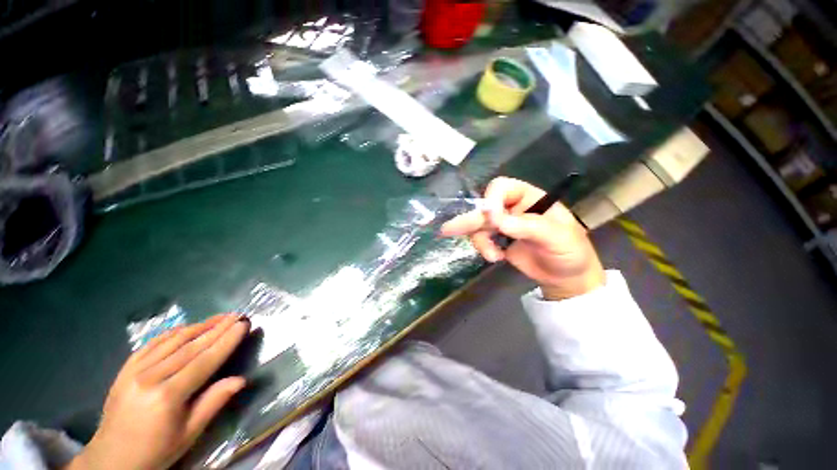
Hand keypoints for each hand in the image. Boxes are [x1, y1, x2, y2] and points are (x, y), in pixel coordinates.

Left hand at [66, 315, 249, 469]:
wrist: (112, 457)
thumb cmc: (157, 449)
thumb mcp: (189, 434)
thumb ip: (213, 403)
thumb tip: (241, 380)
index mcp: (167, 396)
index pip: (204, 361)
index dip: (226, 341)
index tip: (243, 324)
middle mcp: (150, 378)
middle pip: (190, 347)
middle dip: (217, 328)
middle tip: (237, 314)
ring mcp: (134, 371)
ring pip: (172, 341)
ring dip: (199, 326)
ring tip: (219, 317)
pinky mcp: (125, 368)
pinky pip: (152, 343)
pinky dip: (173, 332)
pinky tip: (187, 327)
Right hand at [440, 177, 604, 300]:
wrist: (565, 277)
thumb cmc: (570, 252)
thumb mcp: (558, 237)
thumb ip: (529, 226)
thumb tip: (498, 221)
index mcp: (529, 197)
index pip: (502, 188)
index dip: (492, 200)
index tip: (493, 220)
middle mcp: (512, 207)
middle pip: (484, 206)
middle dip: (470, 219)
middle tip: (449, 229)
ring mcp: (502, 224)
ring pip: (477, 224)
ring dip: (479, 240)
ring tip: (492, 256)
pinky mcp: (496, 240)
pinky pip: (479, 238)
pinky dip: (482, 247)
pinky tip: (495, 257)